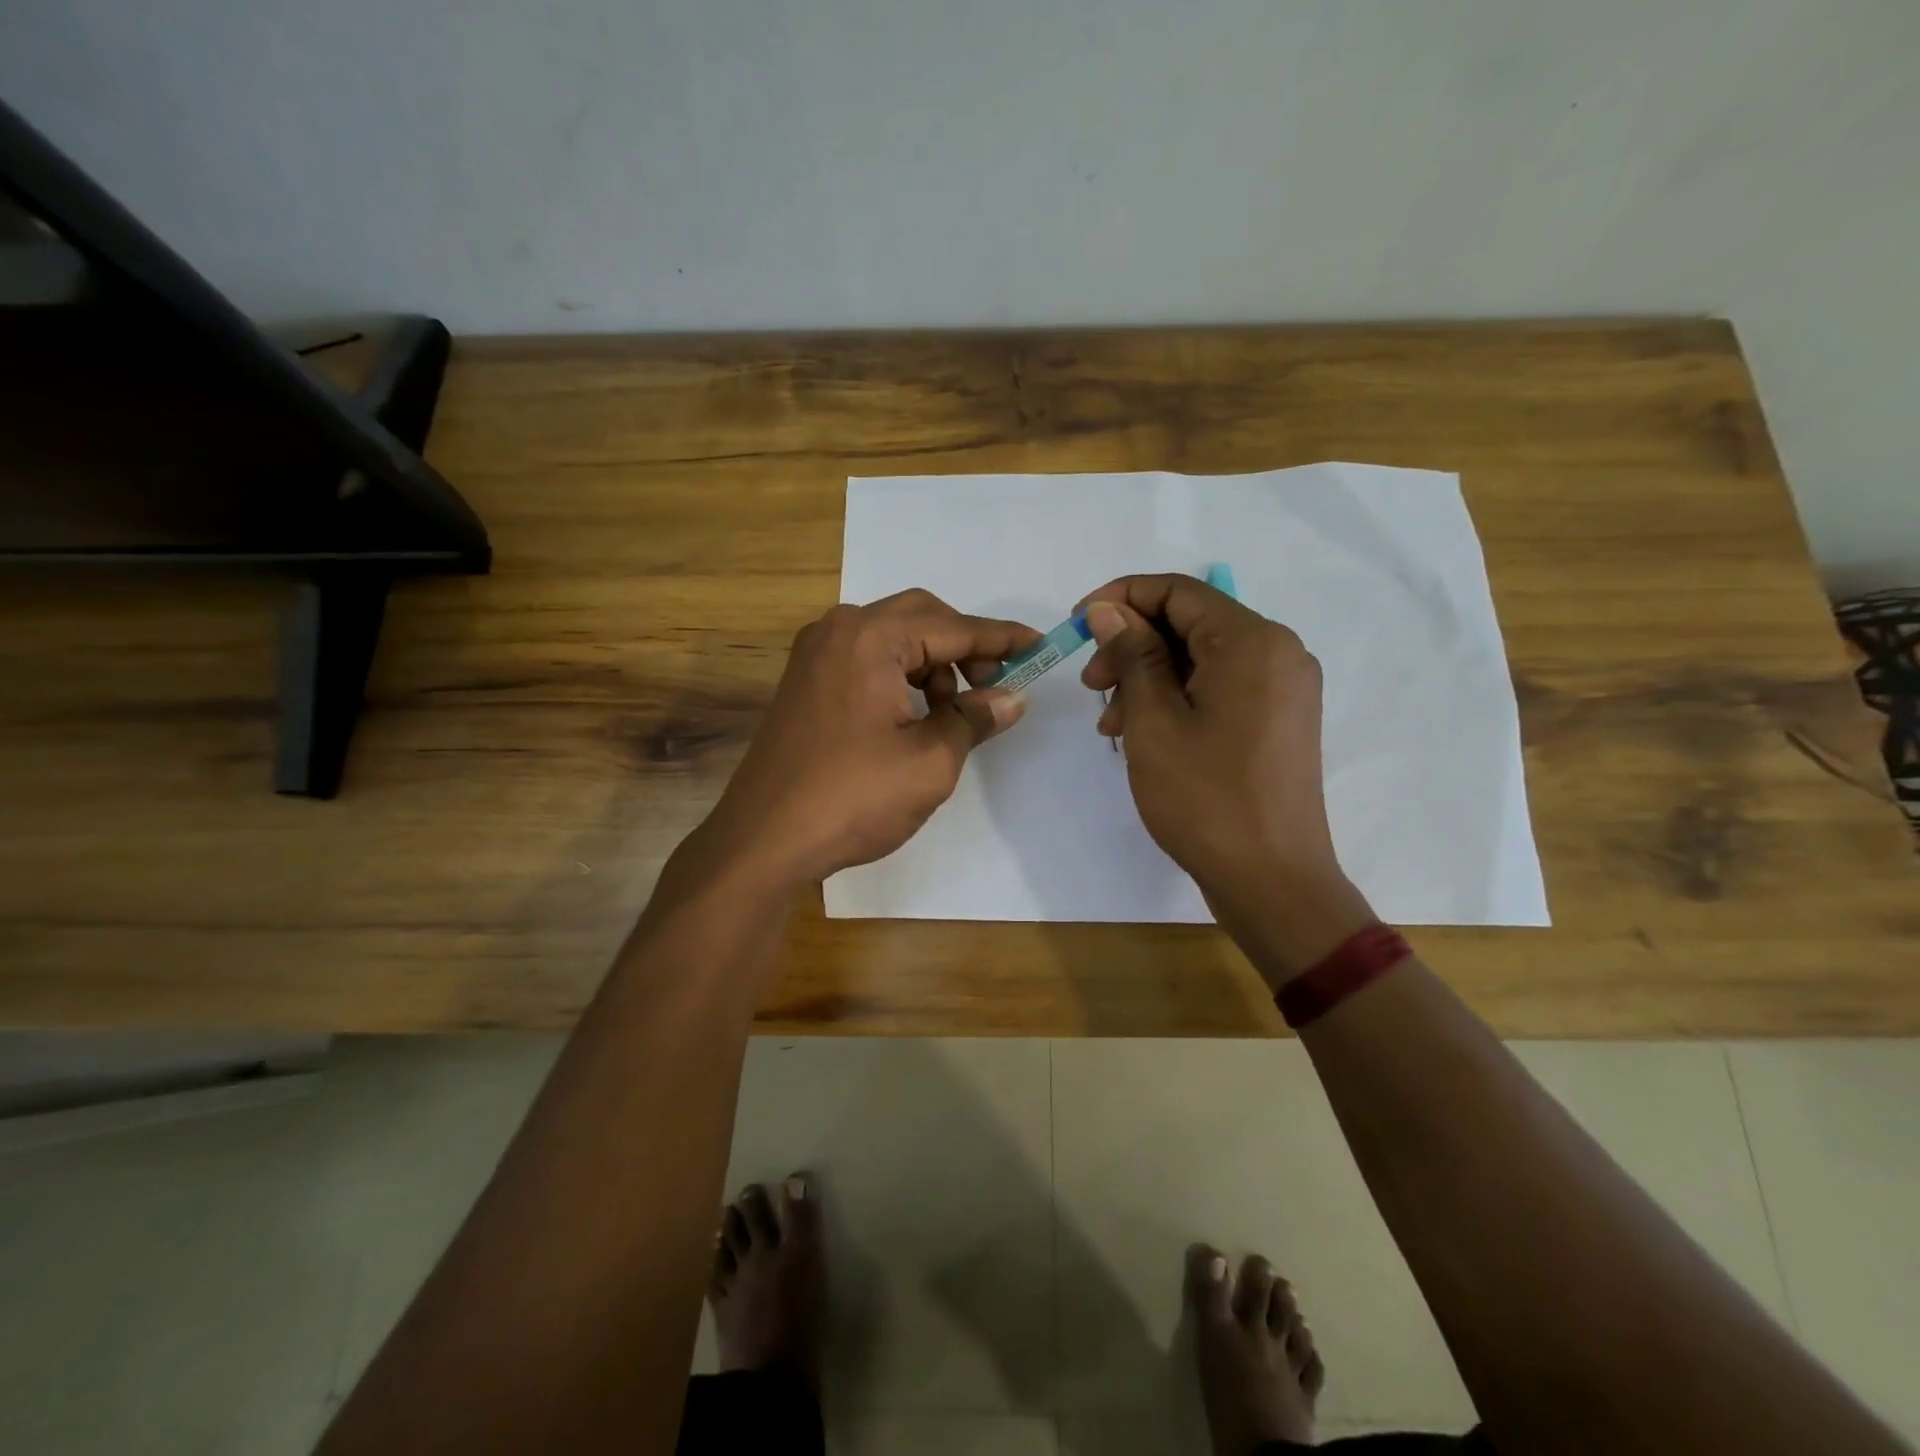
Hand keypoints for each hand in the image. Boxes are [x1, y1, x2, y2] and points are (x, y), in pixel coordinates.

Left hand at [697, 590, 1038, 888]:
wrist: (763, 840)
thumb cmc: (853, 798)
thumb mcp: (930, 762)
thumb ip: (974, 719)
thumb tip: (1010, 698)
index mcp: (870, 638)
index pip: (953, 627)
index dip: (1001, 639)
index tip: (1040, 646)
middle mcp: (838, 630)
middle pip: (920, 618)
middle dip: (964, 647)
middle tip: (994, 685)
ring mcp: (815, 655)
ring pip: (892, 638)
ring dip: (932, 663)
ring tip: (952, 713)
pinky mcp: (805, 682)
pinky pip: (866, 660)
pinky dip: (900, 676)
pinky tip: (915, 716)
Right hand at [1079, 575, 1375, 982]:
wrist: (1272, 880)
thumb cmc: (1205, 799)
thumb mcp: (1154, 721)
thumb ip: (1133, 655)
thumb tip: (1110, 610)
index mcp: (1252, 642)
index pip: (1178, 591)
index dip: (1121, 598)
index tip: (1078, 624)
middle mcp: (1278, 652)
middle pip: (1191, 623)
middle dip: (1133, 645)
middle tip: (1091, 686)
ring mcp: (1284, 688)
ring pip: (1202, 658)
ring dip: (1149, 676)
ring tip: (1111, 723)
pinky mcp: (1279, 719)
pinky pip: (1220, 687)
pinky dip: (1177, 698)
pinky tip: (1144, 732)